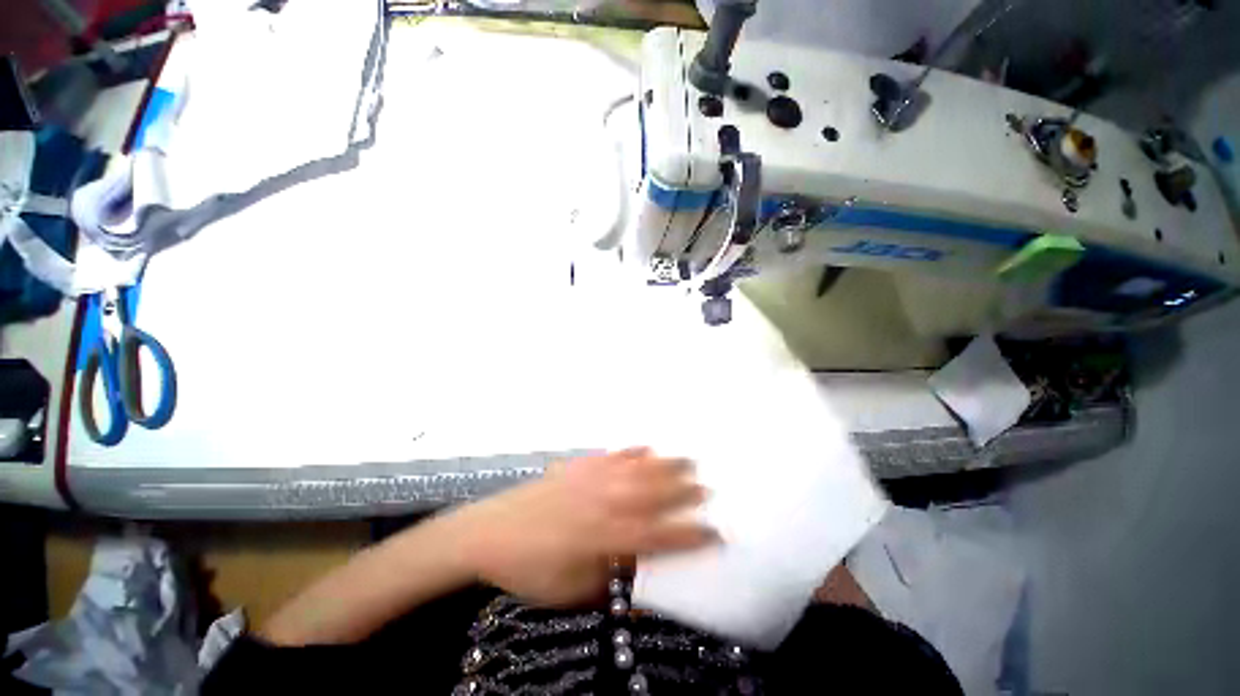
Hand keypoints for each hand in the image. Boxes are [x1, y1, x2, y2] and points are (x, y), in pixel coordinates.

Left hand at [455, 448, 716, 606]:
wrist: (489, 532)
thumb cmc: (531, 568)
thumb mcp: (572, 591)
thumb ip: (611, 585)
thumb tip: (642, 587)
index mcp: (606, 536)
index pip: (659, 535)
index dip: (690, 535)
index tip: (716, 533)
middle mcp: (606, 502)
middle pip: (654, 493)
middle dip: (685, 491)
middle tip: (709, 487)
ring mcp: (592, 479)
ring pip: (638, 469)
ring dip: (666, 464)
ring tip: (689, 459)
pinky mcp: (579, 467)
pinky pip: (613, 456)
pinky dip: (632, 451)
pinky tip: (646, 448)